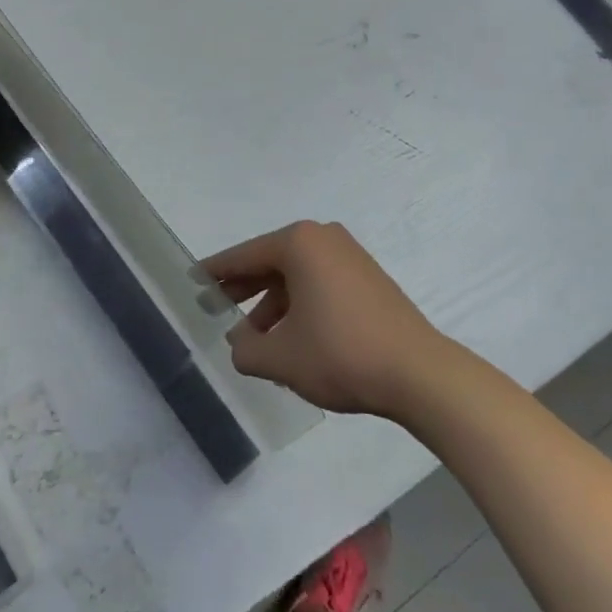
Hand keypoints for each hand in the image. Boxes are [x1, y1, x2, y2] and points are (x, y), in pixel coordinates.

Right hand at [201, 221, 453, 419]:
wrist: (418, 373)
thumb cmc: (340, 353)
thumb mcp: (281, 357)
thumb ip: (246, 349)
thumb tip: (240, 344)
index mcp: (299, 243)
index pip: (245, 255)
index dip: (216, 271)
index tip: (193, 280)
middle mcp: (324, 238)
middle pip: (271, 261)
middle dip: (244, 286)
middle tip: (217, 305)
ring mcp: (350, 256)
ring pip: (297, 275)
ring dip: (272, 303)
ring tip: (254, 337)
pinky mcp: (368, 278)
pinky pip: (320, 283)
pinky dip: (300, 304)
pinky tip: (291, 336)